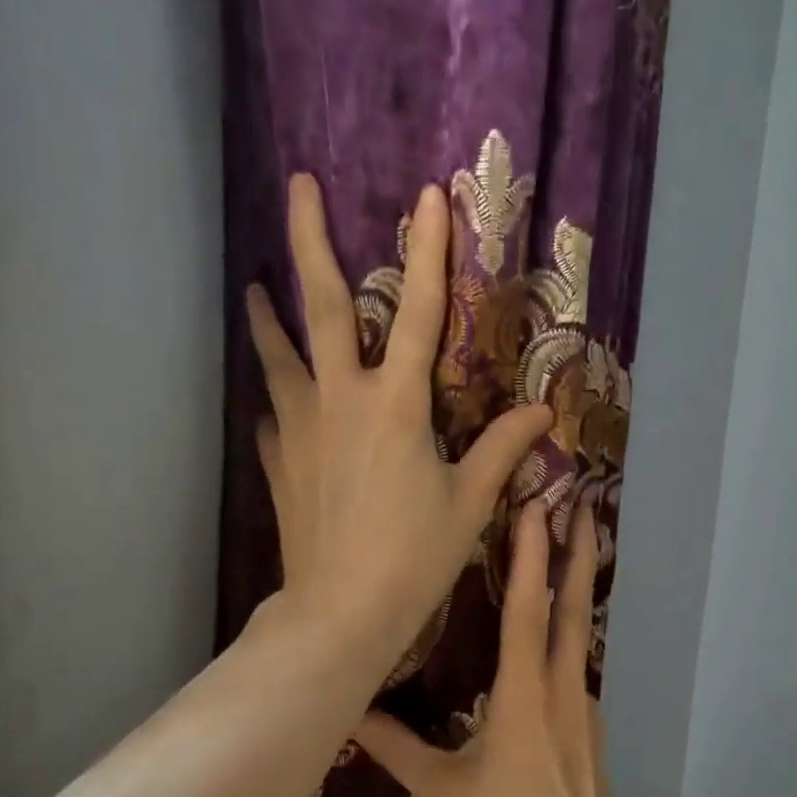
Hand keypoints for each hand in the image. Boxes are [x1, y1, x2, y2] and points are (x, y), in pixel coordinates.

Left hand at [250, 175, 551, 673]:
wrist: (342, 611)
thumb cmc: (414, 556)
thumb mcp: (470, 502)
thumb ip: (502, 449)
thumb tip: (543, 413)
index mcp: (396, 405)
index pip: (420, 312)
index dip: (430, 251)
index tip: (428, 193)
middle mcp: (341, 401)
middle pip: (324, 307)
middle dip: (311, 241)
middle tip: (297, 186)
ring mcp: (300, 430)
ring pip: (279, 356)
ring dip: (268, 317)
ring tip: (254, 287)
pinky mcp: (278, 463)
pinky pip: (273, 418)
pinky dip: (276, 401)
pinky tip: (274, 402)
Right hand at [354, 502, 626, 796]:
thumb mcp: (442, 792)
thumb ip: (395, 748)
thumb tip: (348, 713)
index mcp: (525, 699)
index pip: (528, 614)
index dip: (532, 559)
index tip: (538, 509)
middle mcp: (563, 690)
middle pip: (574, 610)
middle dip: (580, 553)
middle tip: (586, 503)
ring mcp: (584, 708)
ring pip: (580, 634)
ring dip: (578, 587)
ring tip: (573, 545)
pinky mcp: (591, 726)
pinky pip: (578, 664)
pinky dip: (571, 630)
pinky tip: (557, 627)